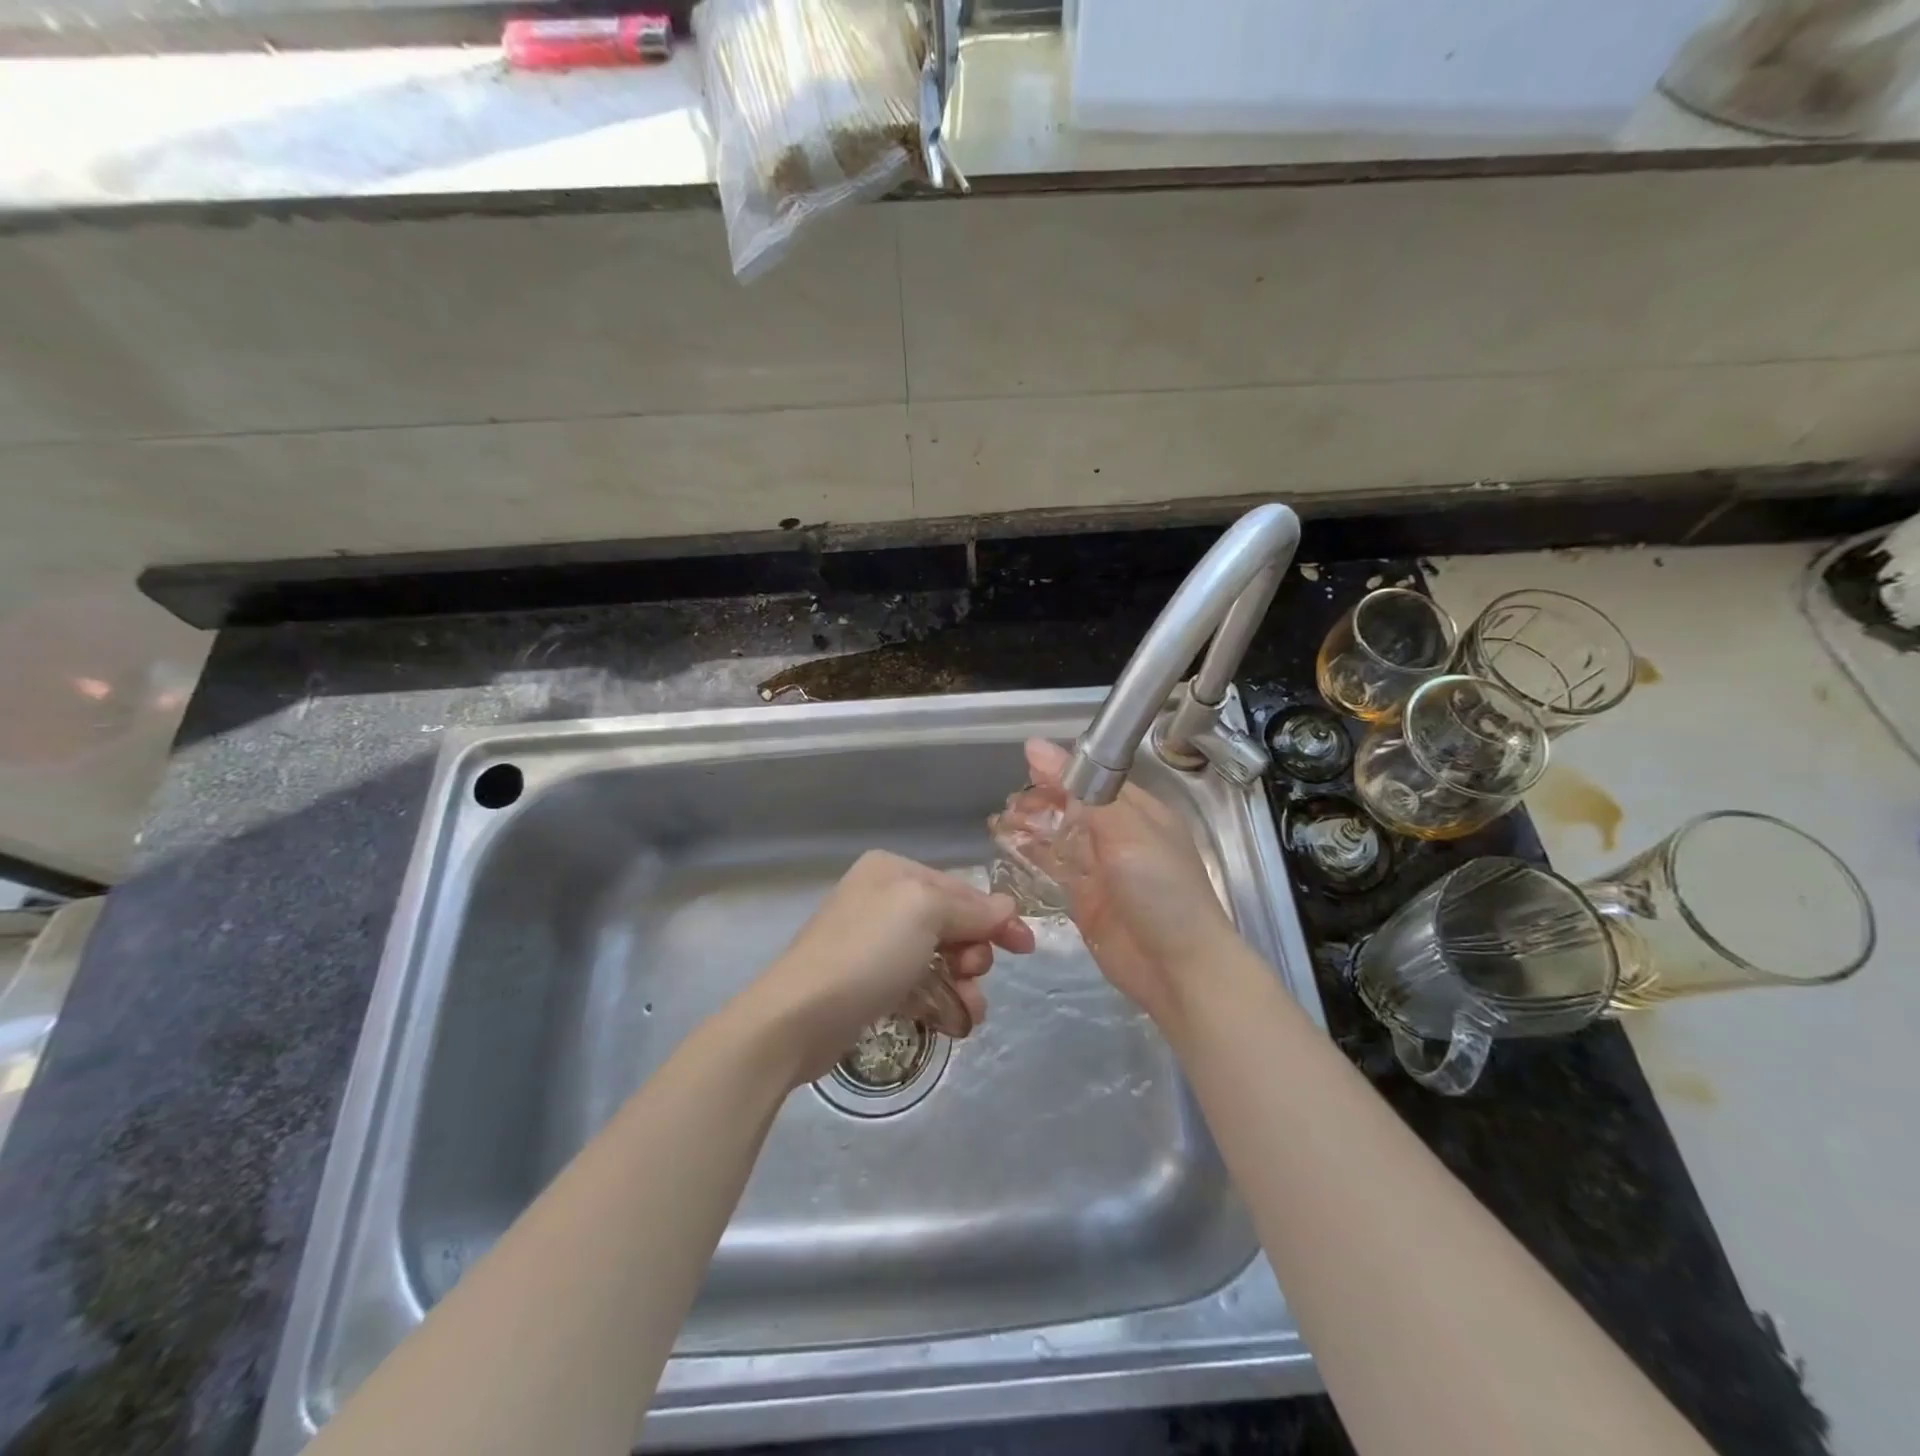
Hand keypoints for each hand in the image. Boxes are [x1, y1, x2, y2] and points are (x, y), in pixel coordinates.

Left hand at [745, 850, 1034, 1084]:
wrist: (798, 1017)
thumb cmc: (866, 952)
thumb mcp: (924, 912)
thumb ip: (970, 908)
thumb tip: (1006, 907)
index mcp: (893, 871)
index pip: (959, 888)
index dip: (995, 917)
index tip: (1025, 947)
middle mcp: (884, 900)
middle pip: (952, 924)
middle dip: (972, 953)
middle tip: (971, 974)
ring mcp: (875, 944)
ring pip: (940, 959)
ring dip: (962, 984)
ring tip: (966, 1012)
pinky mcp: (871, 984)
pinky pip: (920, 986)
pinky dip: (939, 1002)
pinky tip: (949, 1023)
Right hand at [1024, 738, 1241, 1025]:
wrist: (1181, 969)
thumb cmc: (1162, 890)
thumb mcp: (1126, 831)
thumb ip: (1081, 790)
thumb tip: (1035, 746)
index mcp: (1138, 812)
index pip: (1093, 779)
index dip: (1060, 772)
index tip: (1025, 767)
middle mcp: (1119, 836)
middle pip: (1072, 807)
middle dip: (1041, 800)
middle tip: (1009, 803)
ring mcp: (1101, 869)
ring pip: (1059, 837)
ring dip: (1032, 827)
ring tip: (1000, 821)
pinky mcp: (1085, 899)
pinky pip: (1054, 869)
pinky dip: (1032, 856)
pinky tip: (1009, 847)